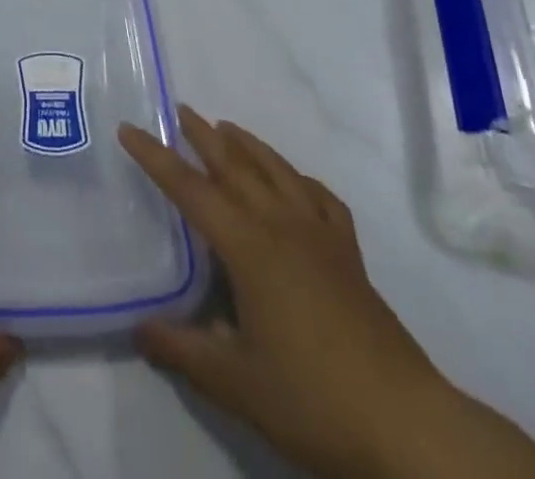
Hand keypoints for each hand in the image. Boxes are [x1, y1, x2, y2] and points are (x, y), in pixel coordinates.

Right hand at [120, 108, 534, 478]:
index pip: (190, 189)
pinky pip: (319, 197)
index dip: (156, 158)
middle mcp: (281, 224)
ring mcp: (320, 234)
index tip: (129, 129)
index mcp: (248, 246)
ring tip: (227, 127)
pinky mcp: (349, 253)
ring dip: (248, 144)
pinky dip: (299, 178)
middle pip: (235, 165)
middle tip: (180, 110)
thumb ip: (183, 351)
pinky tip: (294, 182)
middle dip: (203, 135)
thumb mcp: (235, 383)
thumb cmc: (312, 398)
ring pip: (276, 170)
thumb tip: (138, 328)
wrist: (405, 423)